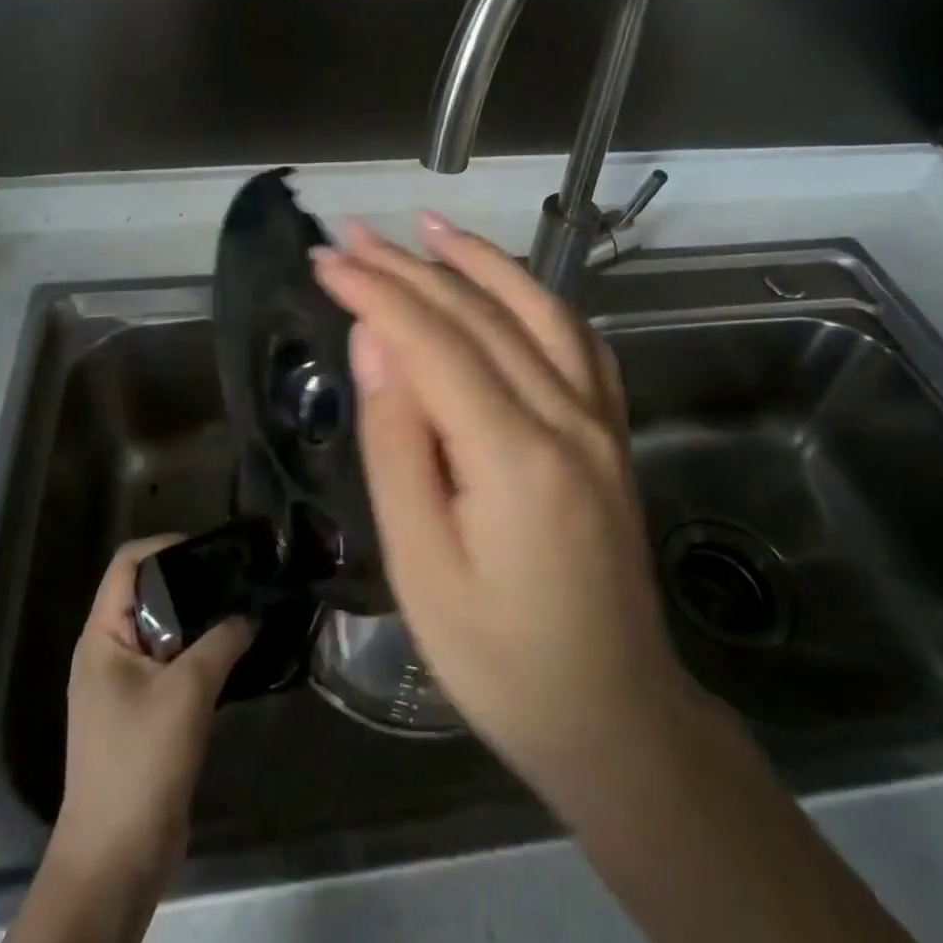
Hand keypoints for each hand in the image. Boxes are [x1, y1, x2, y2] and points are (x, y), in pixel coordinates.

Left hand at [50, 537, 252, 893]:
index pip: (128, 564)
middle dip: (190, 580)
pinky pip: (171, 662)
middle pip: (147, 593)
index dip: (166, 546)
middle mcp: (107, 652)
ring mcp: (123, 684)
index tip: (211, 549)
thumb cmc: (141, 759)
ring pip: (163, 630)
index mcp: (102, 637)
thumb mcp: (188, 690)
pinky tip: (235, 651)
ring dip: (199, 619)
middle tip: (236, 576)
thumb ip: (222, 640)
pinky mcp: (142, 711)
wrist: (117, 856)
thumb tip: (251, 612)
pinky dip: (199, 651)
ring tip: (242, 607)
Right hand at [311, 213, 697, 807]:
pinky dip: (535, 297)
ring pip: (539, 310)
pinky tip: (507, 284)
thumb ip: (397, 442)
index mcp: (516, 455)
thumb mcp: (420, 563)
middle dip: (411, 267)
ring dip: (480, 261)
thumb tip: (375, 342)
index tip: (328, 259)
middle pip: (481, 314)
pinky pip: (577, 341)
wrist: (615, 715)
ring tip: (429, 226)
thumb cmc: (499, 658)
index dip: (376, 292)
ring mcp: (600, 419)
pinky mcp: (611, 431)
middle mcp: (568, 417)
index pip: (433, 342)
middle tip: (355, 234)